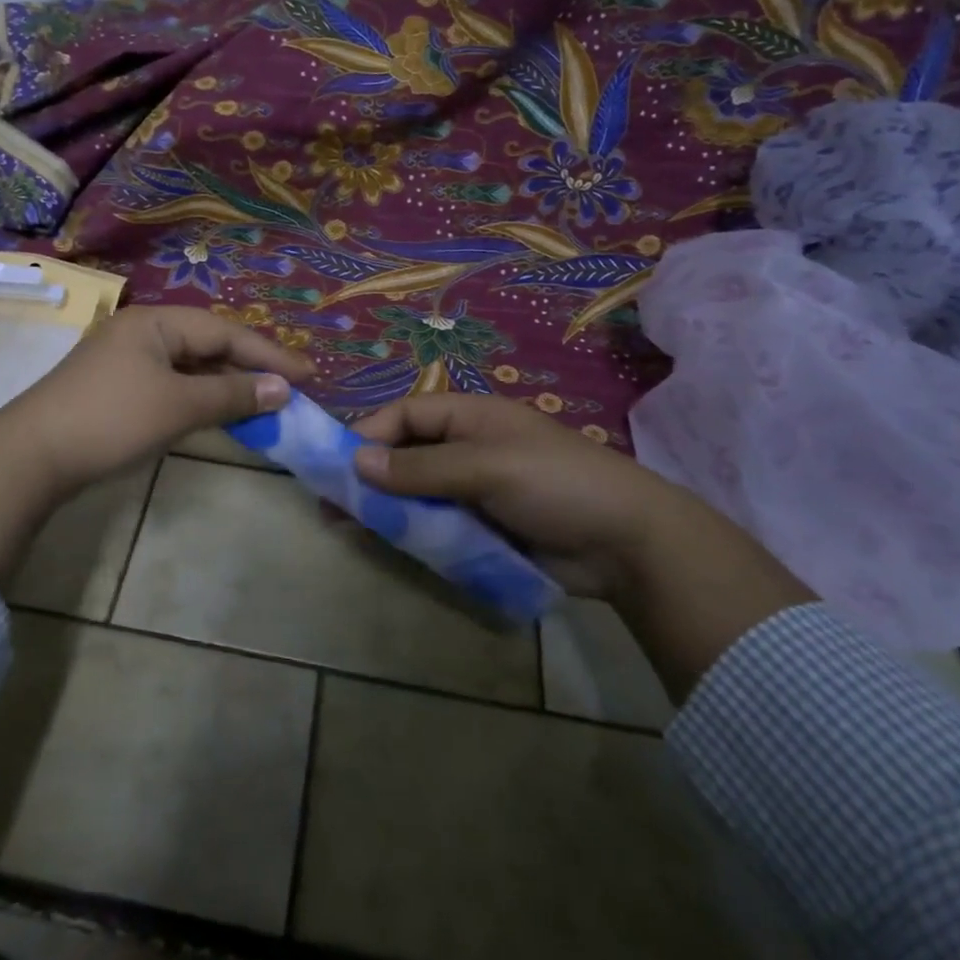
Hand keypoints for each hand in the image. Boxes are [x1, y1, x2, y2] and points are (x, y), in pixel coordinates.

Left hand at [1, 305, 315, 492]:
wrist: (31, 457)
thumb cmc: (111, 420)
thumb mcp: (178, 406)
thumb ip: (232, 396)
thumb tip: (282, 390)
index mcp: (155, 322)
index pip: (225, 332)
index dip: (269, 354)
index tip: (309, 375)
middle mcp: (141, 332)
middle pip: (208, 345)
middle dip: (250, 368)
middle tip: (291, 390)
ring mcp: (126, 361)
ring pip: (190, 367)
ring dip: (226, 385)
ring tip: (263, 404)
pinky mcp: (117, 389)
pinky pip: (172, 385)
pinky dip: (200, 398)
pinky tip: (219, 414)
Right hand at [354, 392, 814, 700]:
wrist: (627, 542)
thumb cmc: (554, 483)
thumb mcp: (485, 467)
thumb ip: (421, 467)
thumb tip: (357, 461)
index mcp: (469, 415)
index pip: (404, 415)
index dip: (368, 434)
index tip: (336, 464)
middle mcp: (466, 446)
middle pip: (404, 453)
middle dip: (369, 475)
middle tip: (332, 505)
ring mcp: (474, 487)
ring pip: (415, 490)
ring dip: (384, 506)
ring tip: (347, 528)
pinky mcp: (483, 524)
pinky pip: (436, 521)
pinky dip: (410, 530)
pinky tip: (386, 544)